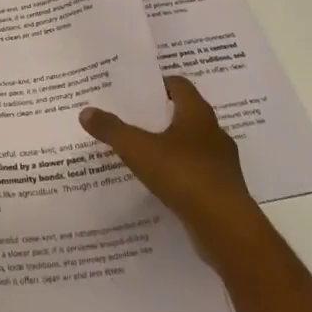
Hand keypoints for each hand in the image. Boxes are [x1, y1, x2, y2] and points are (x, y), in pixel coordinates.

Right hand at [80, 76, 268, 268]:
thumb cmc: (183, 174)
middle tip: (135, 117)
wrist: (225, 227)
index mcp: (197, 113)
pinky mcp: (224, 190)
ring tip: (145, 152)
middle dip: (163, 115)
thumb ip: (112, 130)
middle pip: (186, 114)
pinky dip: (181, 174)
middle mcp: (214, 132)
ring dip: (173, 146)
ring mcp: (222, 163)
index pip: (179, 85)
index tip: (138, 89)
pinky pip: (198, 173)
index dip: (159, 84)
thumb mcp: (138, 149)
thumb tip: (86, 111)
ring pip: (194, 145)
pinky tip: (162, 184)